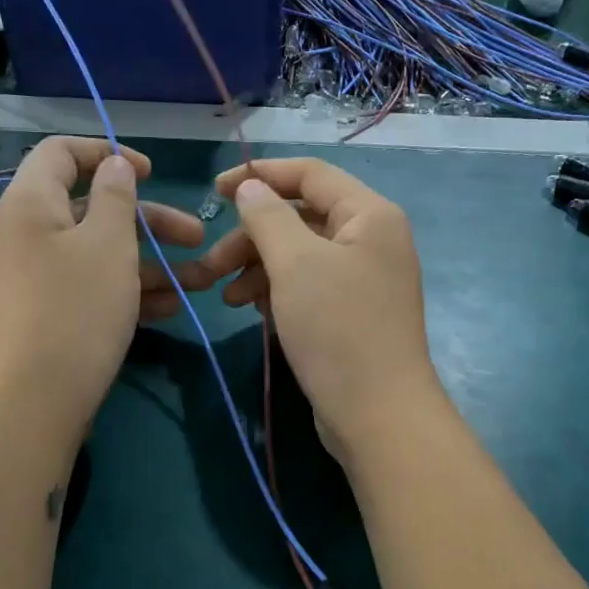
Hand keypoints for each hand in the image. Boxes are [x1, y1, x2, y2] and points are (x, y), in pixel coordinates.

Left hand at [0, 137, 204, 443]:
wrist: (34, 401)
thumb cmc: (76, 309)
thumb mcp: (108, 244)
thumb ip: (116, 197)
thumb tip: (115, 165)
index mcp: (31, 203)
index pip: (62, 152)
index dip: (109, 152)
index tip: (153, 172)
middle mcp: (28, 234)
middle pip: (93, 208)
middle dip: (151, 222)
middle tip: (197, 236)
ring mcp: (37, 277)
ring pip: (100, 254)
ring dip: (150, 263)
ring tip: (200, 283)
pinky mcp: (48, 313)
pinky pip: (92, 287)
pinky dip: (129, 291)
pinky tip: (170, 309)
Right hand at [200, 158, 445, 463]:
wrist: (378, 415)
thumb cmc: (337, 330)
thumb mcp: (295, 264)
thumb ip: (268, 217)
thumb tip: (250, 186)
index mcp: (370, 214)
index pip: (310, 174)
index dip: (260, 175)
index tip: (214, 190)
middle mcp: (372, 239)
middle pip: (302, 217)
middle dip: (252, 236)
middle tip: (211, 264)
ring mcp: (364, 278)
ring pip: (301, 255)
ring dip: (259, 268)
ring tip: (226, 297)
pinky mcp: (352, 312)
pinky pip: (309, 286)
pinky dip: (278, 291)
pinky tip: (252, 310)